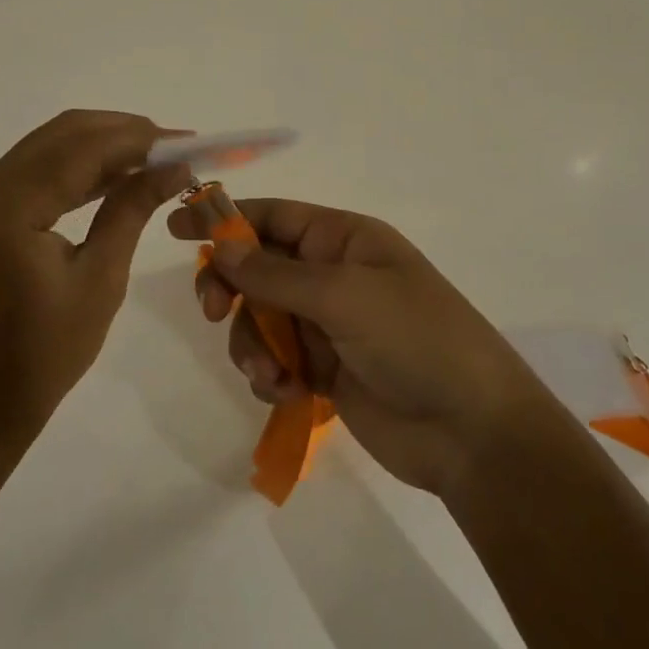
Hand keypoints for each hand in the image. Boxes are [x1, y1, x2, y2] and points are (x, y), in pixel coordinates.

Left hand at [0, 110, 191, 450]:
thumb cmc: (45, 352)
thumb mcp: (101, 278)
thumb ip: (132, 209)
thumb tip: (175, 167)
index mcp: (9, 207)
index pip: (82, 149)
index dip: (138, 138)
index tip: (187, 141)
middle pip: (63, 133)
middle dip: (123, 132)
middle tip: (175, 146)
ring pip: (51, 145)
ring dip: (103, 145)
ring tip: (156, 156)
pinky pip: (38, 169)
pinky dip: (79, 165)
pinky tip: (118, 175)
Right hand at [170, 198, 539, 495]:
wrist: (472, 432)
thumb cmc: (415, 340)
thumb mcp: (344, 295)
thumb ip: (275, 273)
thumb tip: (221, 245)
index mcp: (343, 239)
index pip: (272, 216)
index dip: (224, 218)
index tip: (176, 228)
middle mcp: (331, 274)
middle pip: (257, 267)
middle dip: (232, 288)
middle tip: (213, 310)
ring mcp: (327, 324)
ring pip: (260, 318)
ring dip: (252, 343)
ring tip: (269, 372)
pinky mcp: (323, 370)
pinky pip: (274, 359)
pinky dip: (268, 373)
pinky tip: (284, 392)